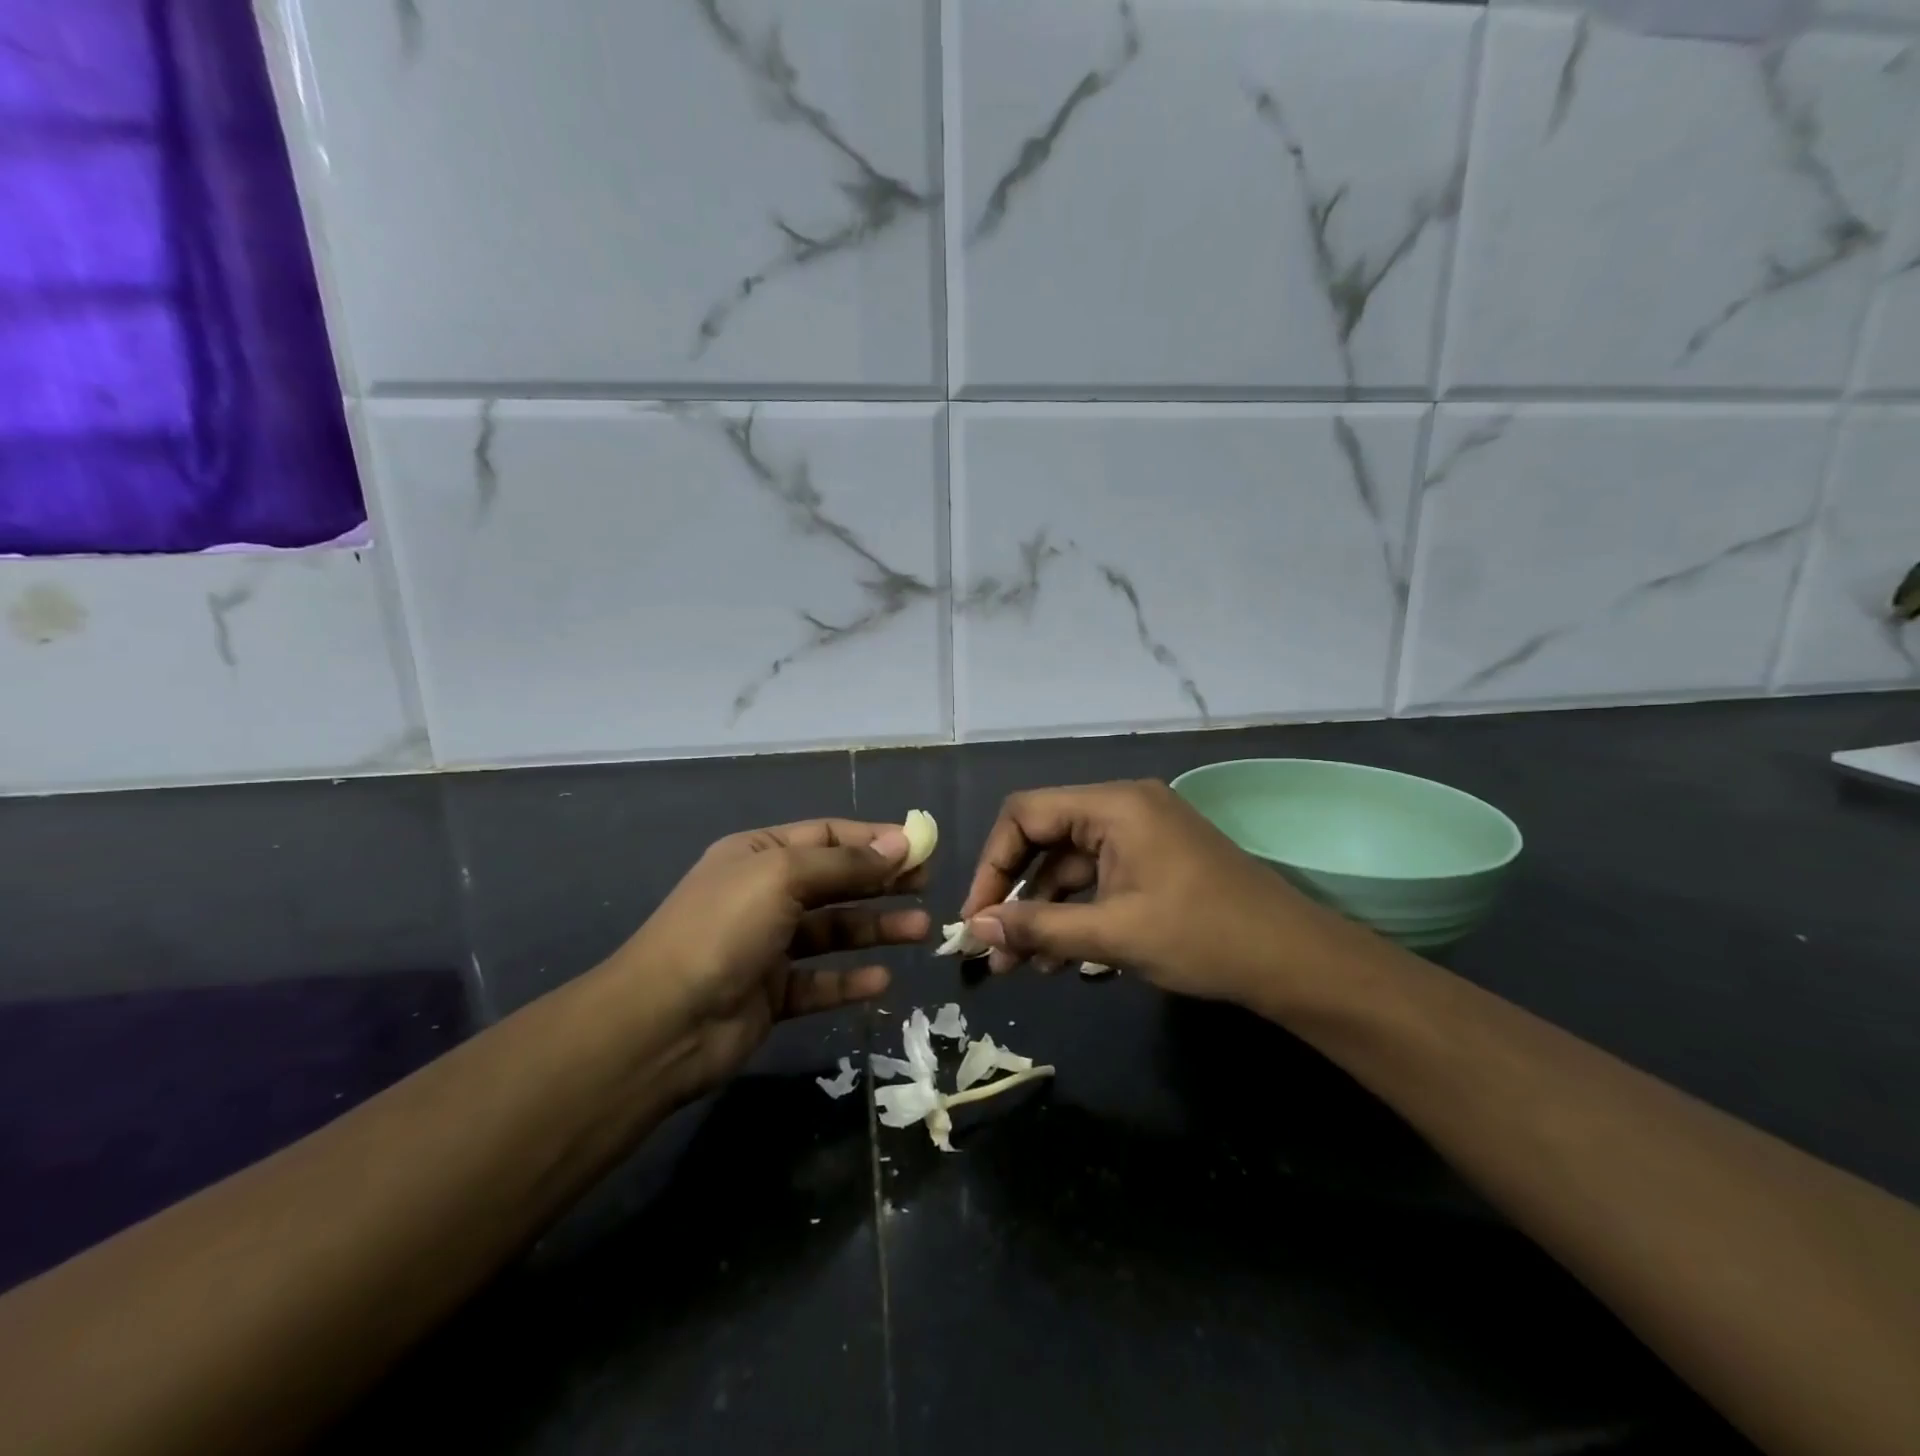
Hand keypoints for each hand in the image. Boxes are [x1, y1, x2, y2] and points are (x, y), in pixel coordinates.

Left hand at [613, 819, 930, 1093]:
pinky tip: (882, 980)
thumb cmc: (724, 929)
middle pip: (835, 882)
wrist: (663, 1023)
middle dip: (881, 882)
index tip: (920, 848)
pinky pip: (820, 982)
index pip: (826, 836)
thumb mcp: (783, 876)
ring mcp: (767, 947)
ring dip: (876, 929)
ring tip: (920, 930)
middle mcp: (764, 895)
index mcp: (758, 855)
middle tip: (927, 886)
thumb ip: (844, 864)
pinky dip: (850, 981)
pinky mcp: (772, 995)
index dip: (873, 840)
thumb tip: (900, 844)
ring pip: (833, 932)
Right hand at [959, 780, 1368, 1007]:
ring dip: (1042, 912)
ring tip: (1019, 966)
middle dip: (1015, 894)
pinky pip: (1096, 880)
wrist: (1295, 961)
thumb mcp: (1114, 934)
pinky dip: (1074, 914)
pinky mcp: (1151, 863)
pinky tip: (1057, 959)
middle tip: (992, 947)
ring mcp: (1139, 835)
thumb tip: (975, 929)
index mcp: (1113, 806)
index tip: (977, 916)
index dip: (993, 863)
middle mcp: (1122, 808)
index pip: (1025, 815)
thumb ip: (1039, 928)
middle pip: (1044, 839)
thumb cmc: (1203, 937)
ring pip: (1068, 866)